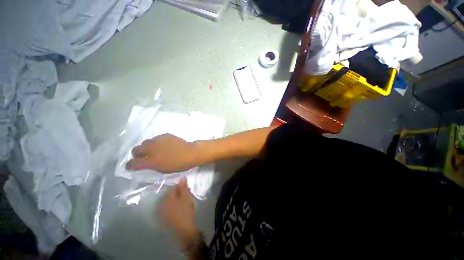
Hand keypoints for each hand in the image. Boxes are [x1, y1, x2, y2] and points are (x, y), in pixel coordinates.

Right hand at [126, 134, 195, 172]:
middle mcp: (151, 149)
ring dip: (146, 147)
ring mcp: (157, 140)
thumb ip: (150, 166)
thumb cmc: (178, 164)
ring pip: (145, 142)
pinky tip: (163, 145)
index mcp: (150, 161)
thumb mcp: (162, 169)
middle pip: (136, 149)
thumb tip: (144, 164)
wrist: (190, 153)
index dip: (130, 166)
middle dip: (137, 154)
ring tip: (153, 150)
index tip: (131, 167)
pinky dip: (156, 142)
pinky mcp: (164, 135)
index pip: (132, 163)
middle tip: (142, 157)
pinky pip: (156, 138)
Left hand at [160, 178, 198, 250]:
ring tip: (185, 199)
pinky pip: (170, 206)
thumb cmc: (185, 211)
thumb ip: (183, 187)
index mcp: (167, 199)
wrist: (185, 230)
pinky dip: (176, 204)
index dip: (180, 186)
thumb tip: (182, 177)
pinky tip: (181, 206)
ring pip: (171, 200)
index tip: (187, 187)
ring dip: (178, 198)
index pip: (172, 188)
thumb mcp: (186, 197)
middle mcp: (163, 204)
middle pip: (171, 194)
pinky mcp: (166, 217)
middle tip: (187, 193)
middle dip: (179, 192)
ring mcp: (163, 212)